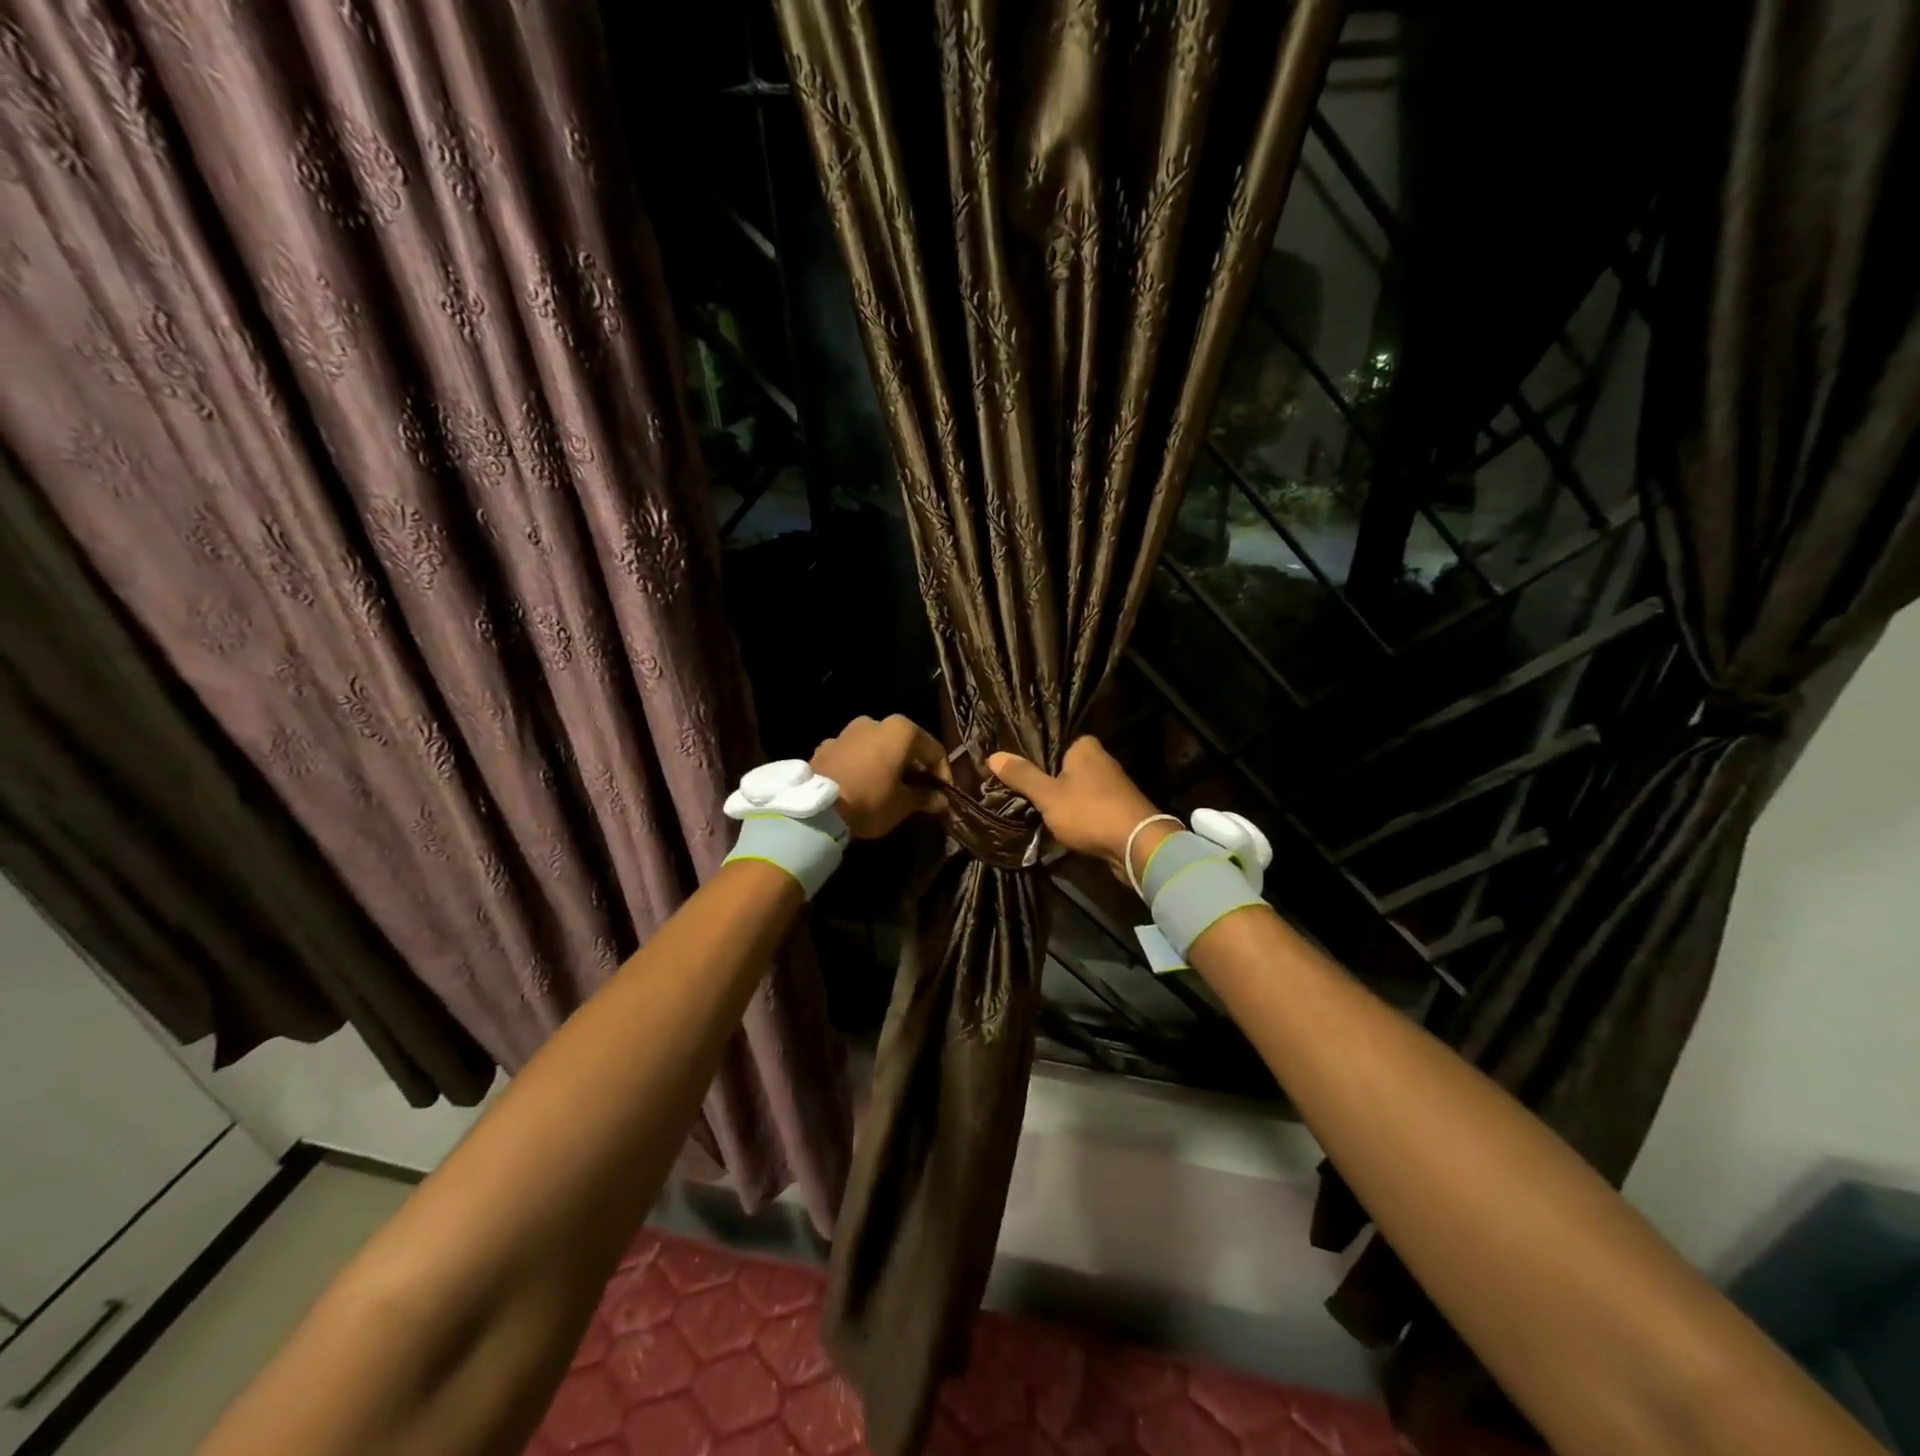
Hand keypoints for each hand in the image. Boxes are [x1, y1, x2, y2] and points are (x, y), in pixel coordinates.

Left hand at [811, 715, 950, 839]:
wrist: (816, 809)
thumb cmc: (870, 801)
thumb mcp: (903, 804)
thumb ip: (925, 797)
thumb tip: (941, 800)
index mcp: (901, 731)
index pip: (934, 750)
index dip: (943, 774)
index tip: (945, 795)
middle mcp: (875, 722)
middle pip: (904, 744)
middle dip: (914, 766)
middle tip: (919, 790)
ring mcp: (847, 731)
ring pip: (877, 746)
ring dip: (887, 763)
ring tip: (889, 788)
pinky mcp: (826, 745)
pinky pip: (853, 754)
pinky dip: (862, 765)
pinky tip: (862, 785)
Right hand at [988, 737, 1168, 882]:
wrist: (1137, 846)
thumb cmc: (1089, 812)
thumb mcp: (1048, 795)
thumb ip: (1022, 776)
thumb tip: (992, 756)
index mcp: (1085, 747)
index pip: (1050, 744)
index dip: (1030, 758)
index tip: (1011, 772)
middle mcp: (1101, 759)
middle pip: (1062, 768)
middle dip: (1044, 781)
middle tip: (1015, 793)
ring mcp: (1112, 785)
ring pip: (1074, 789)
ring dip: (1059, 801)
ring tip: (1032, 810)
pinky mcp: (1117, 808)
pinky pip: (1086, 807)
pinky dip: (1074, 814)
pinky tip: (1057, 824)